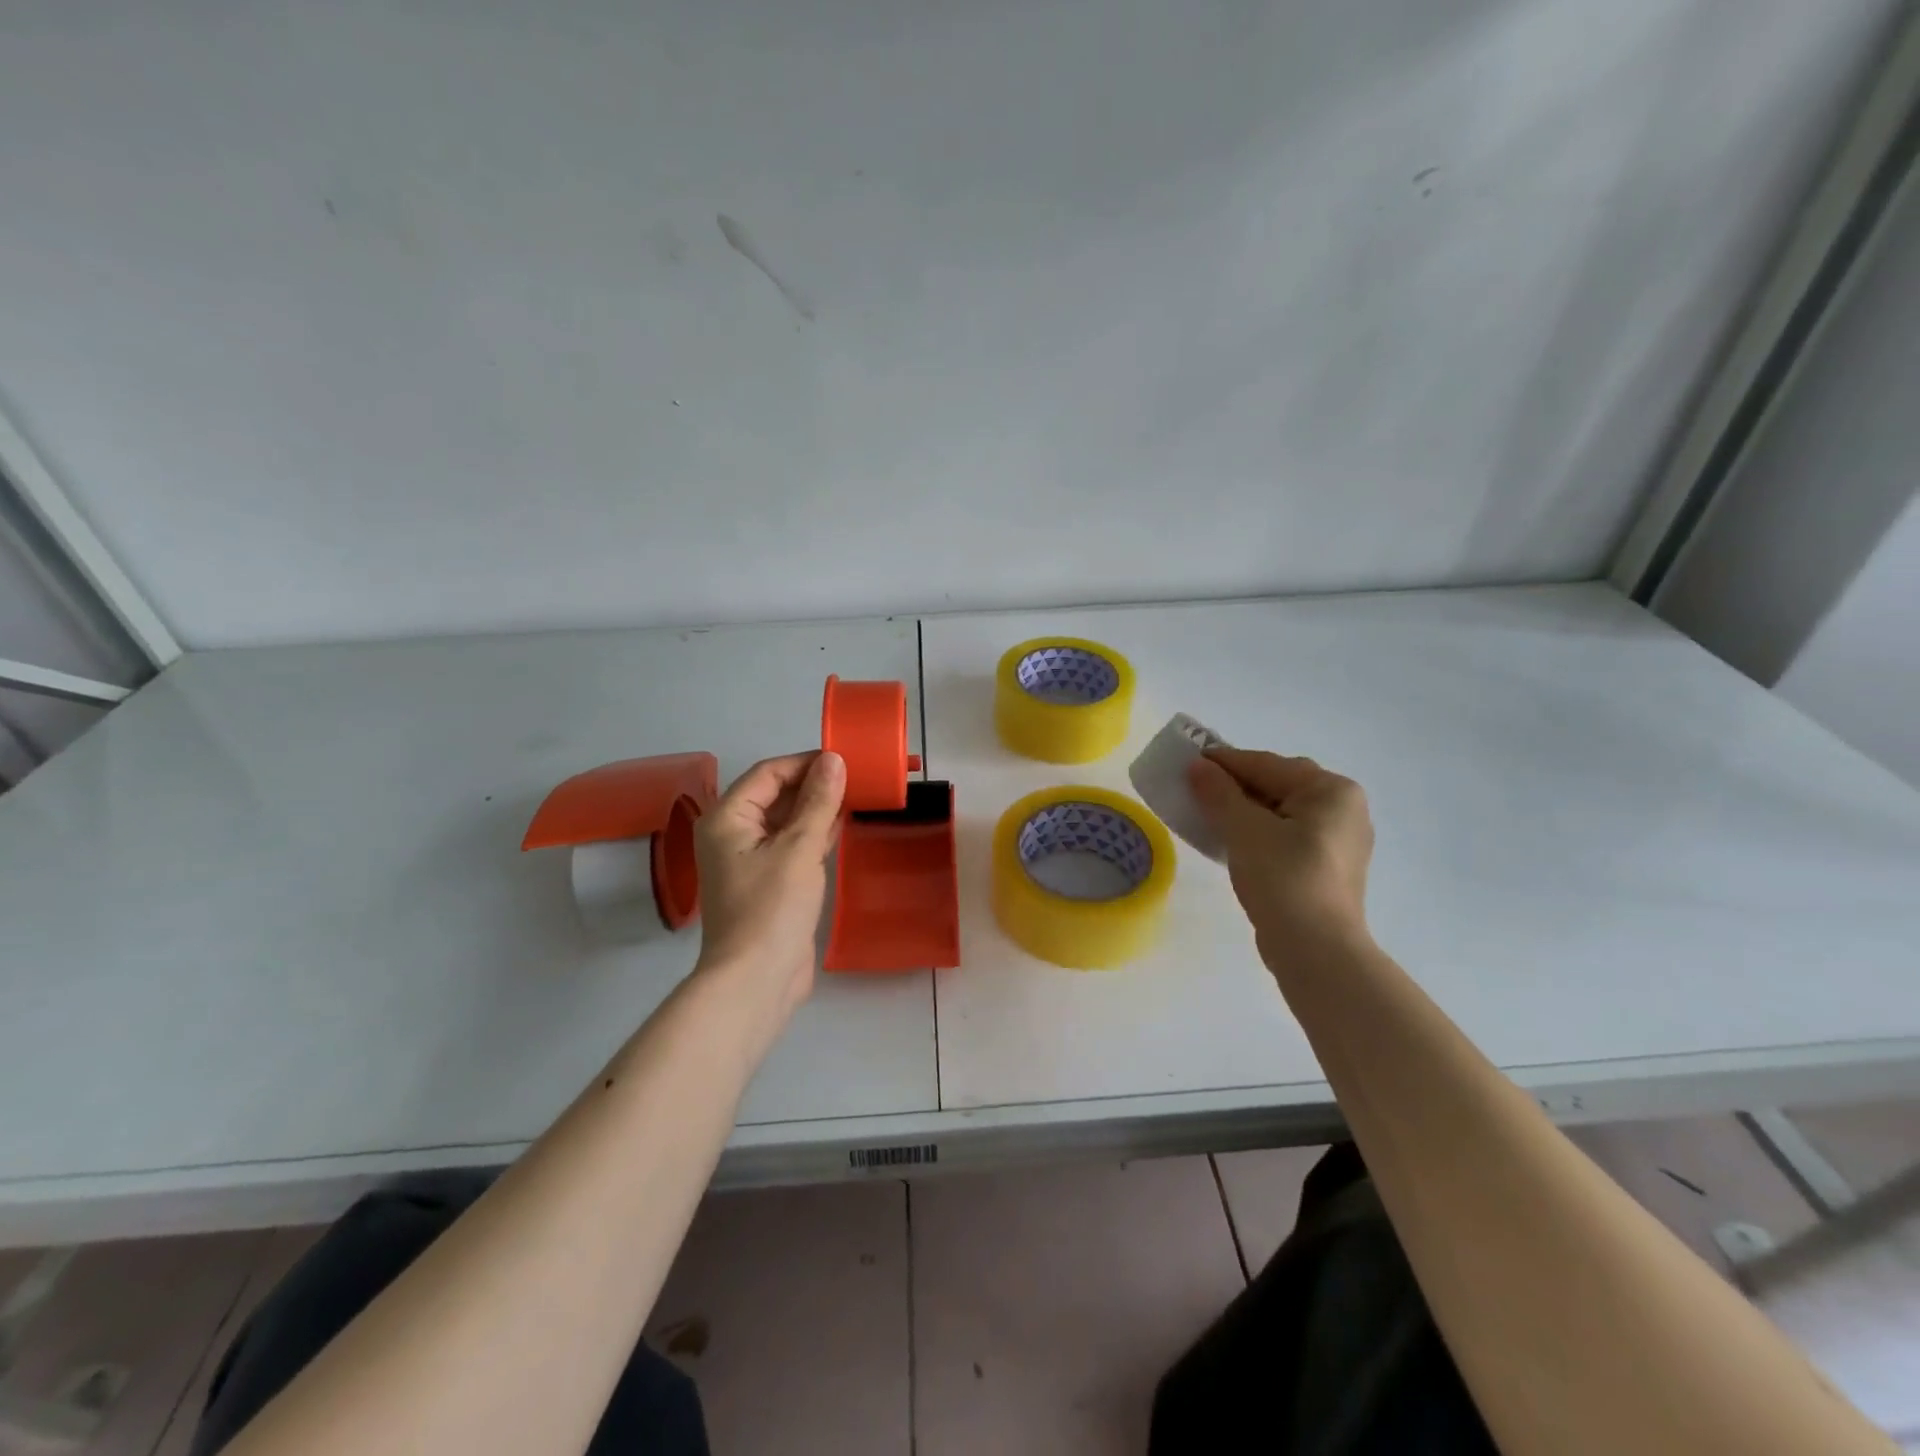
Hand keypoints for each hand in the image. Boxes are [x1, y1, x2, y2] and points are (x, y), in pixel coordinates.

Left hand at [693, 751, 845, 1017]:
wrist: (757, 980)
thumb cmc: (772, 907)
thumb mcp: (799, 848)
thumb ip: (818, 801)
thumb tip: (834, 760)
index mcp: (727, 818)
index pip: (769, 773)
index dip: (806, 763)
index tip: (846, 760)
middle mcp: (732, 834)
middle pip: (776, 795)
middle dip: (814, 785)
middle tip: (858, 776)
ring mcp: (750, 860)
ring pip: (786, 820)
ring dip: (817, 808)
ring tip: (857, 795)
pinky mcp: (769, 882)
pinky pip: (792, 845)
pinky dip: (815, 833)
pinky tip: (843, 825)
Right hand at [1188, 747, 1374, 967]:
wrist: (1316, 951)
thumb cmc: (1284, 878)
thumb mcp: (1244, 829)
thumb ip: (1219, 793)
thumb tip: (1198, 767)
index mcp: (1332, 790)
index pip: (1267, 765)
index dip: (1223, 762)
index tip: (1187, 762)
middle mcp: (1344, 809)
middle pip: (1278, 785)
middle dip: (1235, 786)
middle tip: (1196, 789)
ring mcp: (1340, 841)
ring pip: (1281, 812)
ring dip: (1244, 811)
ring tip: (1208, 815)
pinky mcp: (1328, 869)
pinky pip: (1287, 836)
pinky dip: (1259, 833)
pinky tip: (1232, 841)